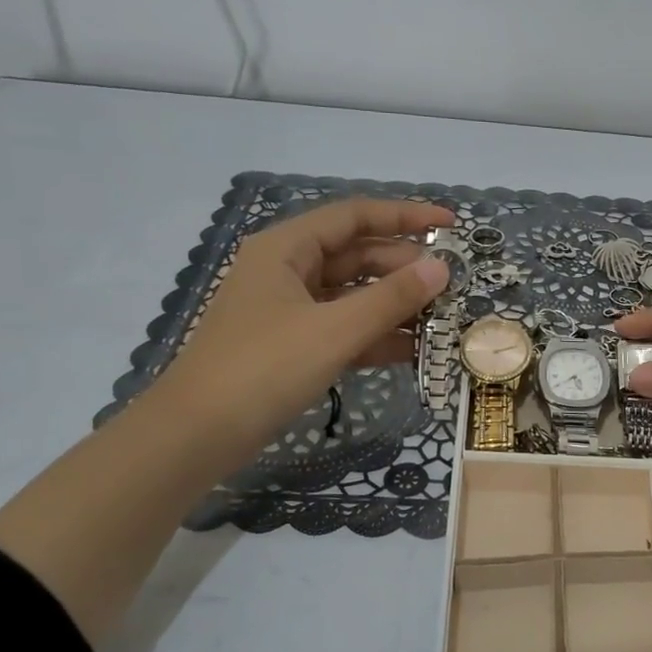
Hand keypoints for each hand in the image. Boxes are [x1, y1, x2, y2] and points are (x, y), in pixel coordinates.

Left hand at [155, 198, 453, 458]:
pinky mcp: (293, 346)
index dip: (406, 216)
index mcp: (287, 248)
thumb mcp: (335, 330)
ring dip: (395, 305)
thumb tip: (441, 268)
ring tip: (443, 318)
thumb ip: (392, 298)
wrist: (198, 435)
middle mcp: (287, 270)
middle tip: (453, 285)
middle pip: (357, 256)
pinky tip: (414, 350)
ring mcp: (289, 310)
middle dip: (405, 268)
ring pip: (352, 295)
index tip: (451, 226)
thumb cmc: (264, 368)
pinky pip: (343, 329)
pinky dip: (375, 336)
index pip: (355, 216)